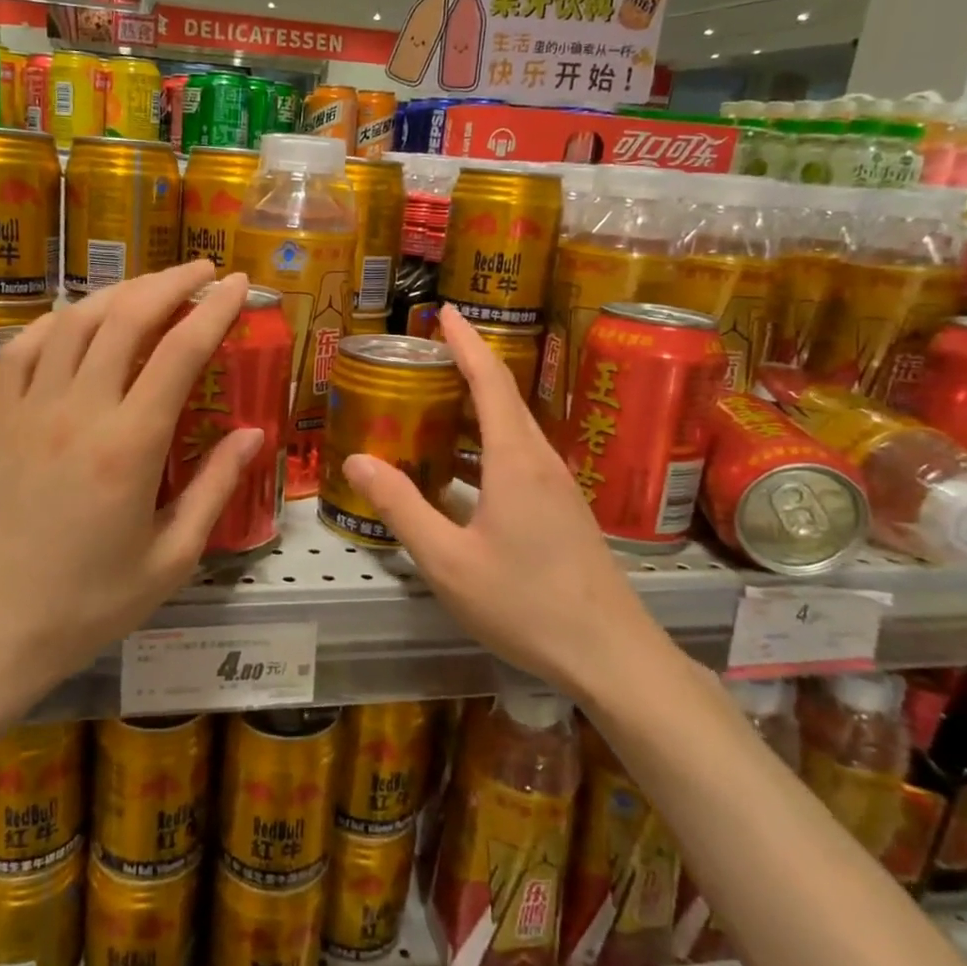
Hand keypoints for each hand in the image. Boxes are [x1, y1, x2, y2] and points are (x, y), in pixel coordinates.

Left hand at [0, 263, 263, 699]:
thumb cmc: (87, 604)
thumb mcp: (171, 560)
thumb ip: (214, 490)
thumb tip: (251, 435)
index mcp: (128, 446)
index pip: (179, 352)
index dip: (213, 309)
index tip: (236, 283)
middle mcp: (78, 411)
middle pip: (126, 318)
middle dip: (170, 283)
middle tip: (202, 270)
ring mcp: (28, 410)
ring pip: (74, 321)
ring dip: (118, 293)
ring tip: (151, 288)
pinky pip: (24, 348)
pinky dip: (56, 321)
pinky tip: (77, 320)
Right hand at [342, 304, 655, 693]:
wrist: (610, 655)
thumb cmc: (525, 603)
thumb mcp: (448, 560)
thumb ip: (401, 507)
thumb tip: (357, 460)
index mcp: (514, 460)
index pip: (490, 381)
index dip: (466, 342)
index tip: (445, 311)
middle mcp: (540, 461)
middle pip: (503, 399)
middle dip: (465, 370)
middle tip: (422, 359)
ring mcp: (556, 487)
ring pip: (511, 431)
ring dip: (474, 412)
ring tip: (431, 407)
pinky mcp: (561, 511)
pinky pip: (518, 459)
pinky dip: (484, 447)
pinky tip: (458, 472)